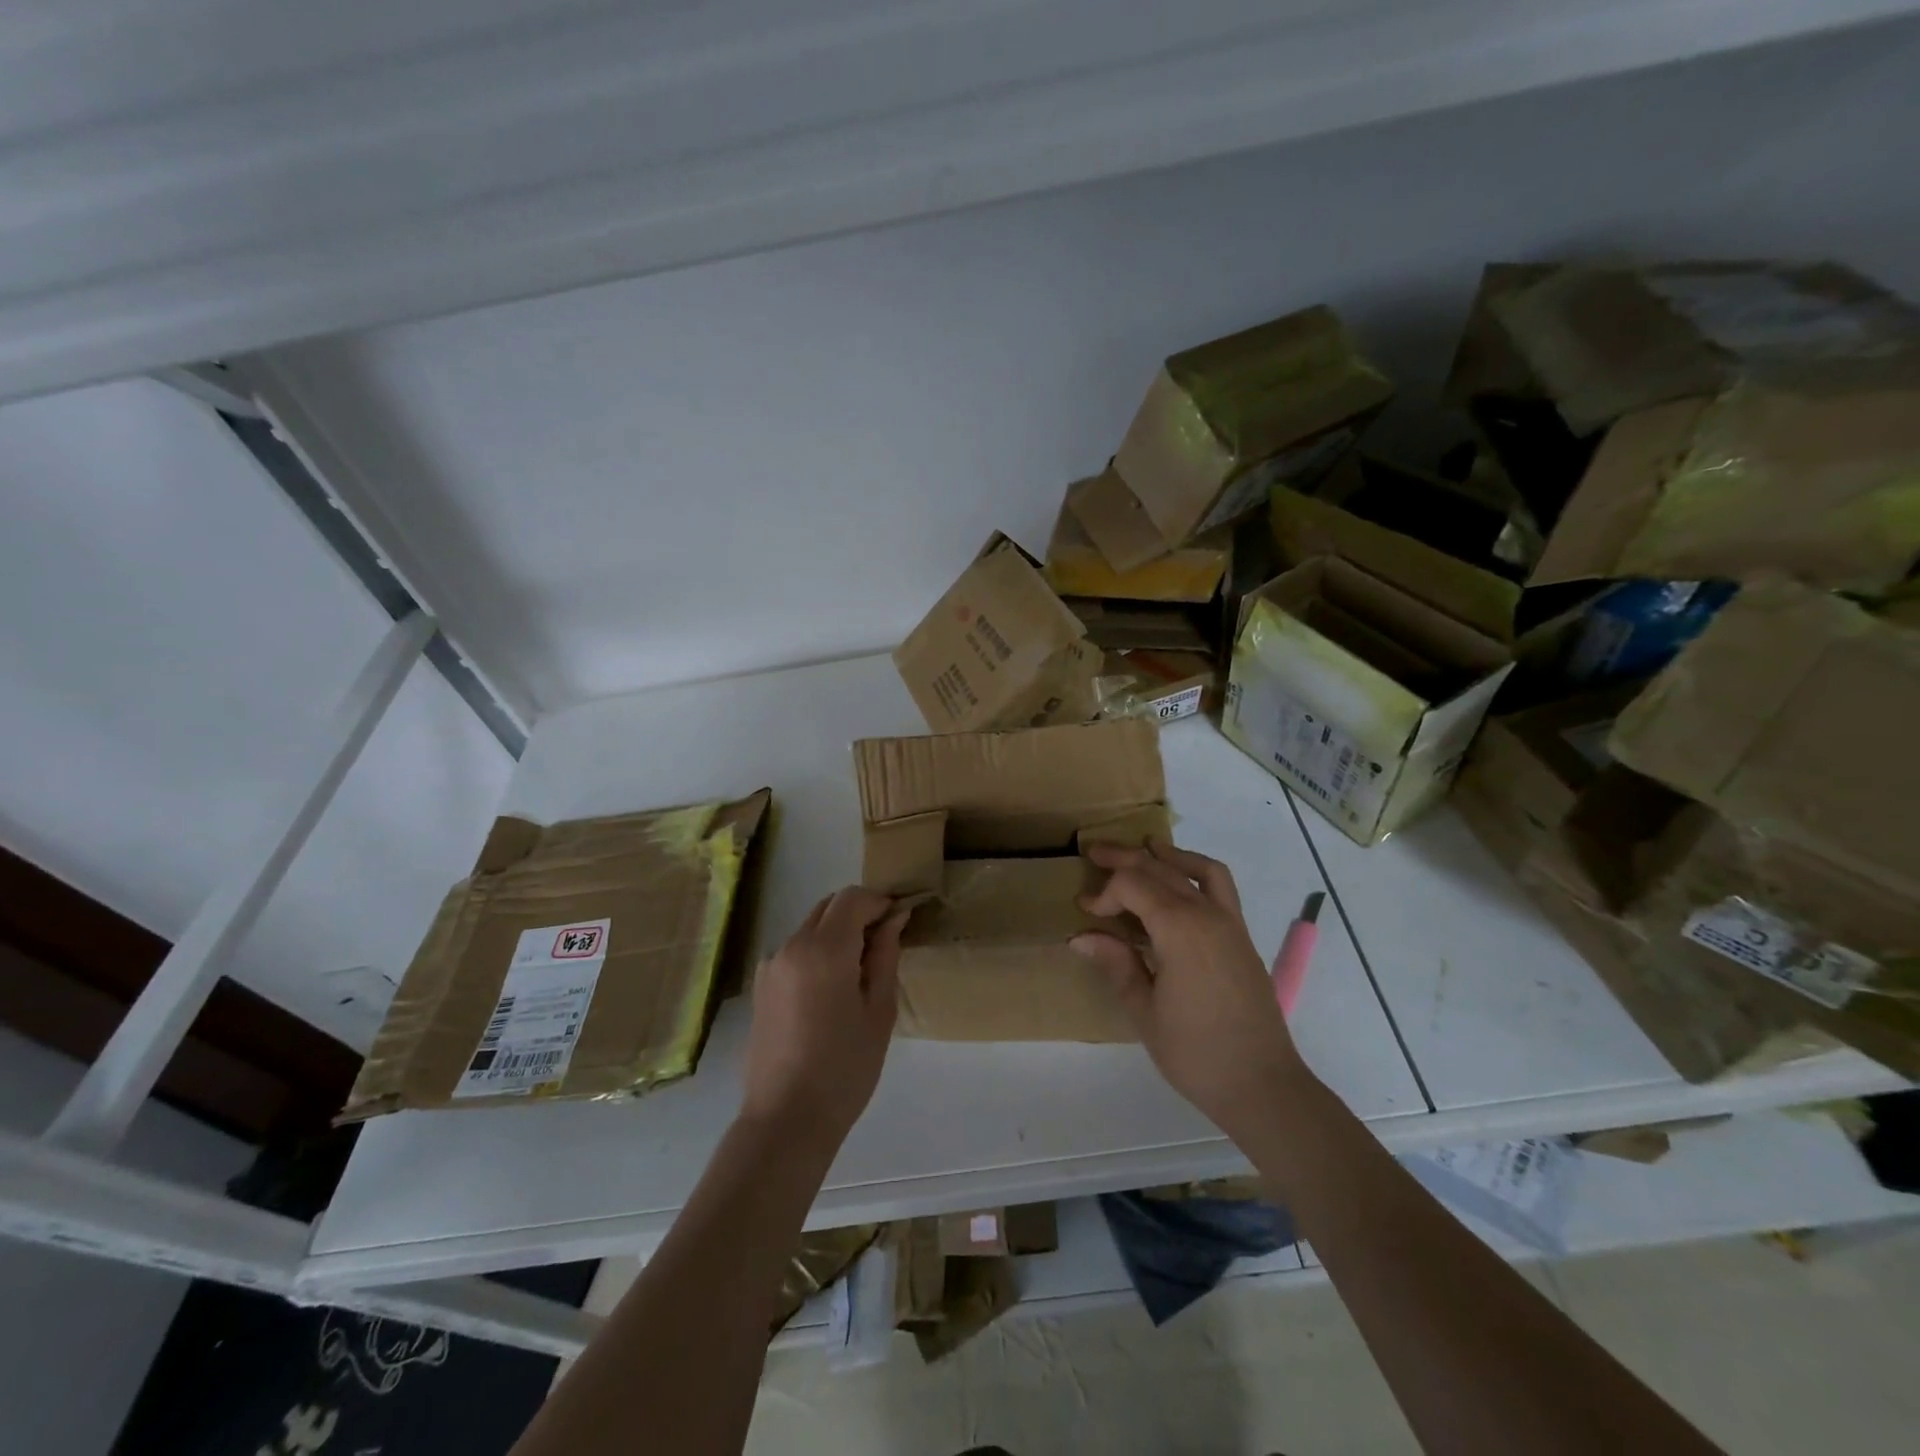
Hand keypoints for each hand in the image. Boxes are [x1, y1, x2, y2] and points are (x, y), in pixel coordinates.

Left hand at [740, 886, 906, 1147]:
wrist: (785, 1121)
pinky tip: (832, 992)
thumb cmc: (844, 1068)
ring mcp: (770, 965)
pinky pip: (796, 951)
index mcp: (822, 949)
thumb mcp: (878, 1010)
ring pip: (811, 927)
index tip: (901, 921)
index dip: (880, 902)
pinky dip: (819, 953)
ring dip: (838, 933)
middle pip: (828, 907)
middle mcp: (790, 945)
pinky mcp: (760, 985)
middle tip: (885, 945)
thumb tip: (895, 917)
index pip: (852, 898)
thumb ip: (885, 955)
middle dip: (859, 914)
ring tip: (860, 974)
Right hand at [1071, 841, 1307, 1144]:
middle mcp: (1207, 915)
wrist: (1262, 1084)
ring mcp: (1229, 922)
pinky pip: (1219, 885)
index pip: (1133, 886)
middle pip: (1160, 869)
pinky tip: (1179, 876)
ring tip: (1140, 847)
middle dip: (1124, 859)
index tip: (1084, 913)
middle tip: (1093, 853)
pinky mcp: (1240, 935)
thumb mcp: (1145, 1012)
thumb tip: (1080, 937)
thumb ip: (1116, 965)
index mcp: (1180, 930)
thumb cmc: (1196, 1054)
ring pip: (1194, 869)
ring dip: (1163, 856)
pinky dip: (1196, 869)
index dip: (1104, 893)